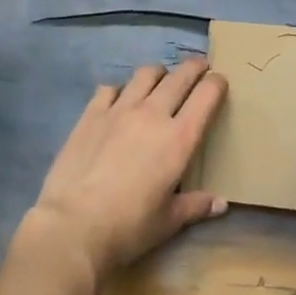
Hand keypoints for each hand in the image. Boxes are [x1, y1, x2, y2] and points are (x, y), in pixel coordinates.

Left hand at [22, 59, 228, 280]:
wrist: (74, 225)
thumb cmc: (129, 228)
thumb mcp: (168, 222)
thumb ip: (195, 206)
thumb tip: (221, 203)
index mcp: (179, 138)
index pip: (206, 96)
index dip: (217, 84)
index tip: (220, 81)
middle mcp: (153, 114)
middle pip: (179, 76)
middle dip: (194, 67)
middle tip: (199, 66)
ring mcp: (120, 109)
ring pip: (146, 74)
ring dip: (158, 73)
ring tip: (160, 80)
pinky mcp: (92, 113)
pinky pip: (110, 88)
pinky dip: (120, 90)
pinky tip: (118, 100)